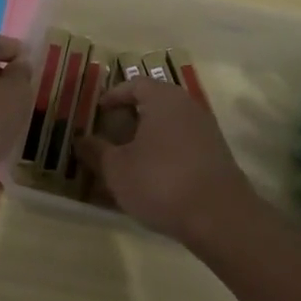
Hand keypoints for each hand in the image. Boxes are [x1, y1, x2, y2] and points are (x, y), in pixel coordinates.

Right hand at [76, 77, 256, 244]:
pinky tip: (153, 178)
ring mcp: (205, 129)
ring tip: (127, 160)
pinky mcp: (216, 154)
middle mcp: (187, 105)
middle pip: (153, 102)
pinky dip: (165, 152)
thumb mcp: (117, 169)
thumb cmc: (160, 181)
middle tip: (109, 136)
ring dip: (147, 138)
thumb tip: (80, 140)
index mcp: (163, 98)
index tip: (98, 112)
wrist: (219, 216)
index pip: (134, 84)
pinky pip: (182, 143)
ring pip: (168, 125)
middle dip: (129, 118)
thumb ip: (97, 151)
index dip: (113, 96)